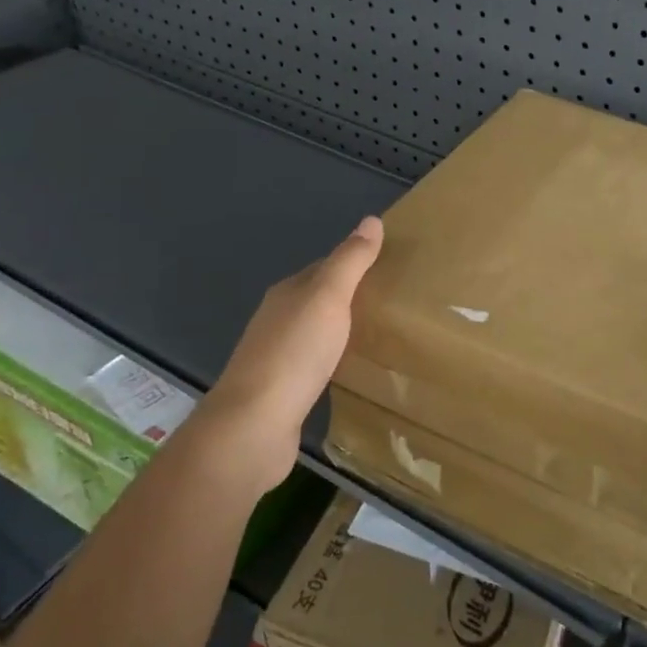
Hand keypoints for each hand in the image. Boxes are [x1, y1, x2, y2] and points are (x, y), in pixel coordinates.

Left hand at [200, 216, 383, 491]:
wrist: (253, 426)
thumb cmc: (295, 353)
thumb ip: (351, 261)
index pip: (325, 267)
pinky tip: (350, 370)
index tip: (389, 268)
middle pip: (319, 299)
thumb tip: (372, 219)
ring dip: (341, 330)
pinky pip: (314, 365)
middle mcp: (277, 320)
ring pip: (316, 333)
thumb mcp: (329, 297)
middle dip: (351, 297)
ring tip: (379, 335)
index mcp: (288, 293)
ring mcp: (277, 357)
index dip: (355, 264)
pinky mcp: (281, 391)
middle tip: (393, 302)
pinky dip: (334, 360)